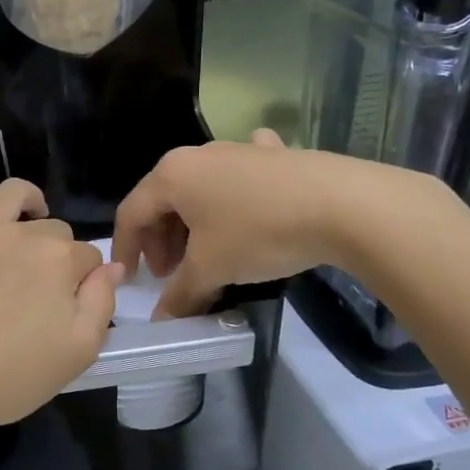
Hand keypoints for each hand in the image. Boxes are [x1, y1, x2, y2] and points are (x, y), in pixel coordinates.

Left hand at [0, 166, 125, 442]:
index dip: (85, 280)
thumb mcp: (77, 354)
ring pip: (10, 195)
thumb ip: (101, 304)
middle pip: (52, 230)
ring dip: (28, 200)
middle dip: (57, 251)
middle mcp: (19, 234)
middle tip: (43, 287)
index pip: (87, 257)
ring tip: (31, 213)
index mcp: (59, 261)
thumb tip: (112, 267)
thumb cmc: (5, 378)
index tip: (72, 305)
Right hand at [114, 131, 433, 317]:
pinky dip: (233, 194)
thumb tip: (162, 319)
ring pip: (200, 189)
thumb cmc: (260, 232)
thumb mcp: (212, 269)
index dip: (125, 249)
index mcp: (172, 175)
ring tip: (207, 255)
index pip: (131, 213)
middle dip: (161, 240)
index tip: (130, 279)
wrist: (343, 204)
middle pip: (164, 200)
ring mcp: (237, 150)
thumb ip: (180, 294)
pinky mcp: (273, 155)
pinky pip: (239, 175)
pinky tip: (248, 203)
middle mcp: (197, 155)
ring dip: (193, 224)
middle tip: (172, 275)